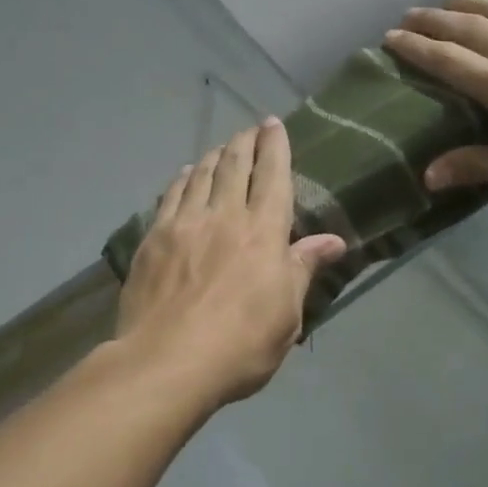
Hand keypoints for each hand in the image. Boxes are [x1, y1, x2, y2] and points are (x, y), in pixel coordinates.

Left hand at [116, 119, 347, 407]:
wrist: (167, 362)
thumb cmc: (240, 345)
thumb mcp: (287, 314)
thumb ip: (303, 269)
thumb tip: (334, 241)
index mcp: (264, 233)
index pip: (274, 177)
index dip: (276, 147)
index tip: (274, 124)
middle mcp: (225, 216)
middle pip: (235, 166)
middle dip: (245, 143)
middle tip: (250, 129)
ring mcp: (184, 224)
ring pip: (202, 175)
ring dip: (215, 155)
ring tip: (222, 147)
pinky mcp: (153, 239)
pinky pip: (170, 196)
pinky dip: (183, 178)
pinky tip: (186, 173)